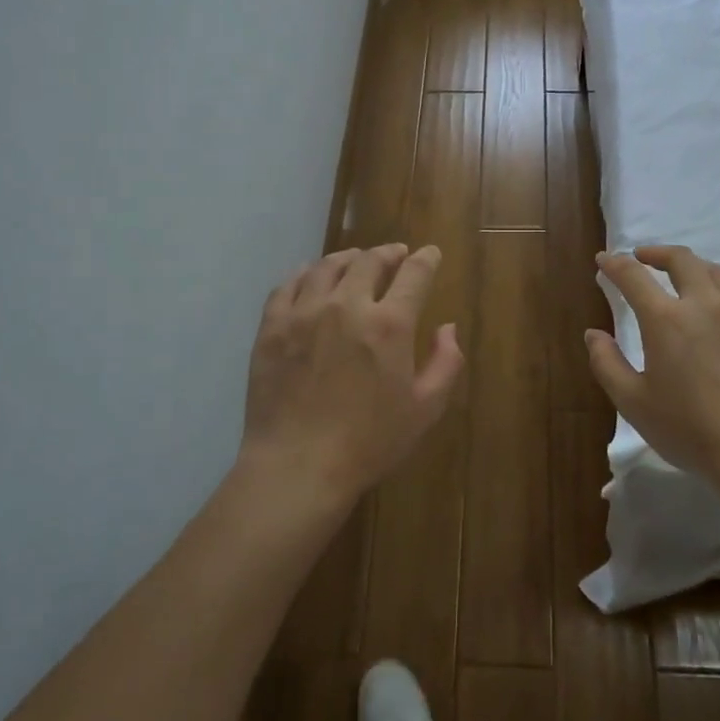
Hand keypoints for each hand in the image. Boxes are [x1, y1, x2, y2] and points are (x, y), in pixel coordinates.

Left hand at [242, 244, 463, 503]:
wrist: (298, 466)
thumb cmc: (369, 442)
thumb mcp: (425, 409)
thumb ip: (445, 363)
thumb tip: (447, 327)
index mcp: (389, 324)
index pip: (413, 274)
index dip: (425, 259)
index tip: (429, 254)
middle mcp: (347, 305)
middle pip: (369, 261)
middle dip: (387, 253)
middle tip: (394, 255)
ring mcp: (304, 313)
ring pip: (327, 267)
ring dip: (347, 258)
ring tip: (354, 260)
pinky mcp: (272, 327)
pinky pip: (287, 285)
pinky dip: (304, 274)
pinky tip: (309, 276)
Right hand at [587, 245, 719, 488]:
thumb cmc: (690, 431)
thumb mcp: (633, 403)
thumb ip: (606, 363)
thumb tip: (593, 333)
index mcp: (665, 319)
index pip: (633, 276)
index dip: (614, 264)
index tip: (604, 259)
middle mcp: (704, 303)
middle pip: (680, 260)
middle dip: (656, 253)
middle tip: (642, 259)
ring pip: (714, 271)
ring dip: (690, 266)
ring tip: (681, 278)